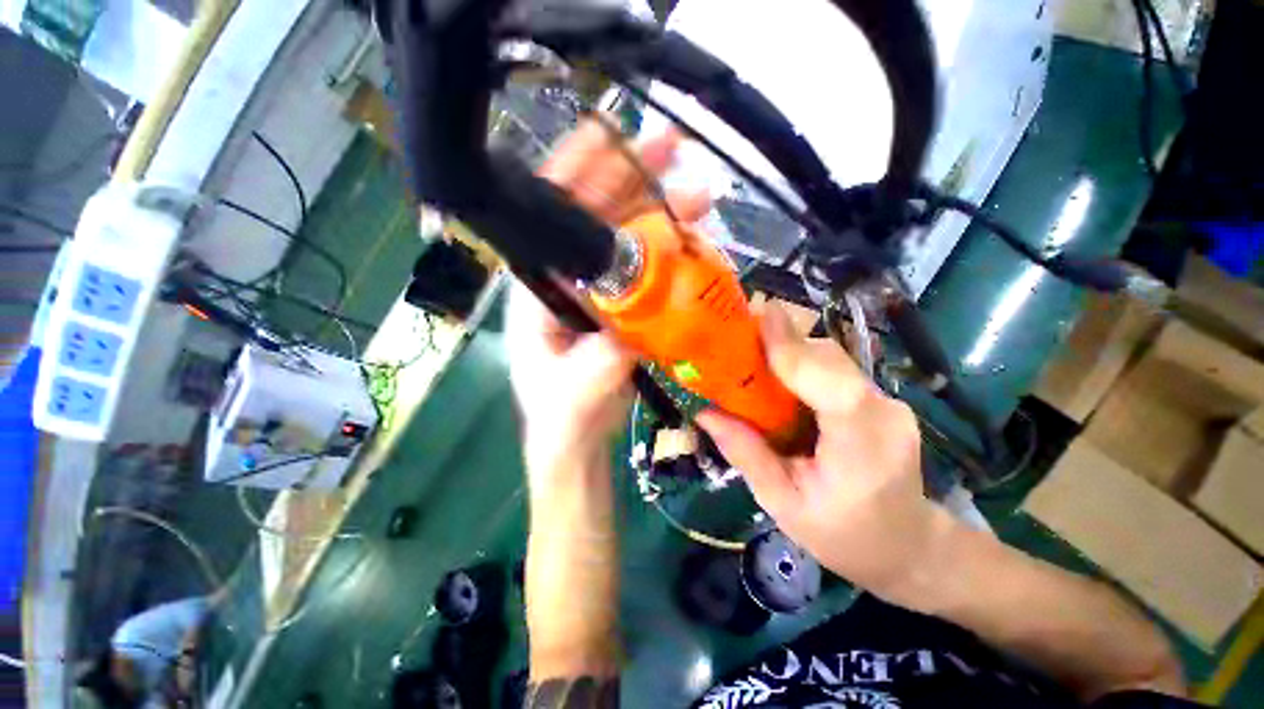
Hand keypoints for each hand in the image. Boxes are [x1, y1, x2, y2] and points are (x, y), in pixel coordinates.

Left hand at [510, 117, 709, 476]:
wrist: (577, 437)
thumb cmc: (561, 415)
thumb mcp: (572, 394)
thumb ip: (596, 368)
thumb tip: (629, 337)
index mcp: (539, 289)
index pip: (549, 216)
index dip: (575, 169)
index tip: (610, 133)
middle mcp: (565, 279)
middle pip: (594, 215)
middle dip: (633, 181)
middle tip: (675, 153)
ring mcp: (597, 290)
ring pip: (625, 238)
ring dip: (659, 212)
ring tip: (699, 197)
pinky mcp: (623, 305)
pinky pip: (646, 268)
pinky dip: (669, 250)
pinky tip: (694, 241)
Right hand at [697, 304, 946, 602]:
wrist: (910, 547)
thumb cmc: (844, 537)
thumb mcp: (783, 505)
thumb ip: (746, 454)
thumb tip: (705, 411)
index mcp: (863, 451)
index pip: (834, 388)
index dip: (795, 350)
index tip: (760, 316)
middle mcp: (884, 414)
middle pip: (829, 360)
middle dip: (782, 342)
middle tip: (736, 336)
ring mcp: (889, 402)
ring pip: (832, 359)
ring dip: (790, 350)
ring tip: (749, 355)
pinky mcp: (879, 398)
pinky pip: (835, 369)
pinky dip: (801, 363)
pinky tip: (777, 375)